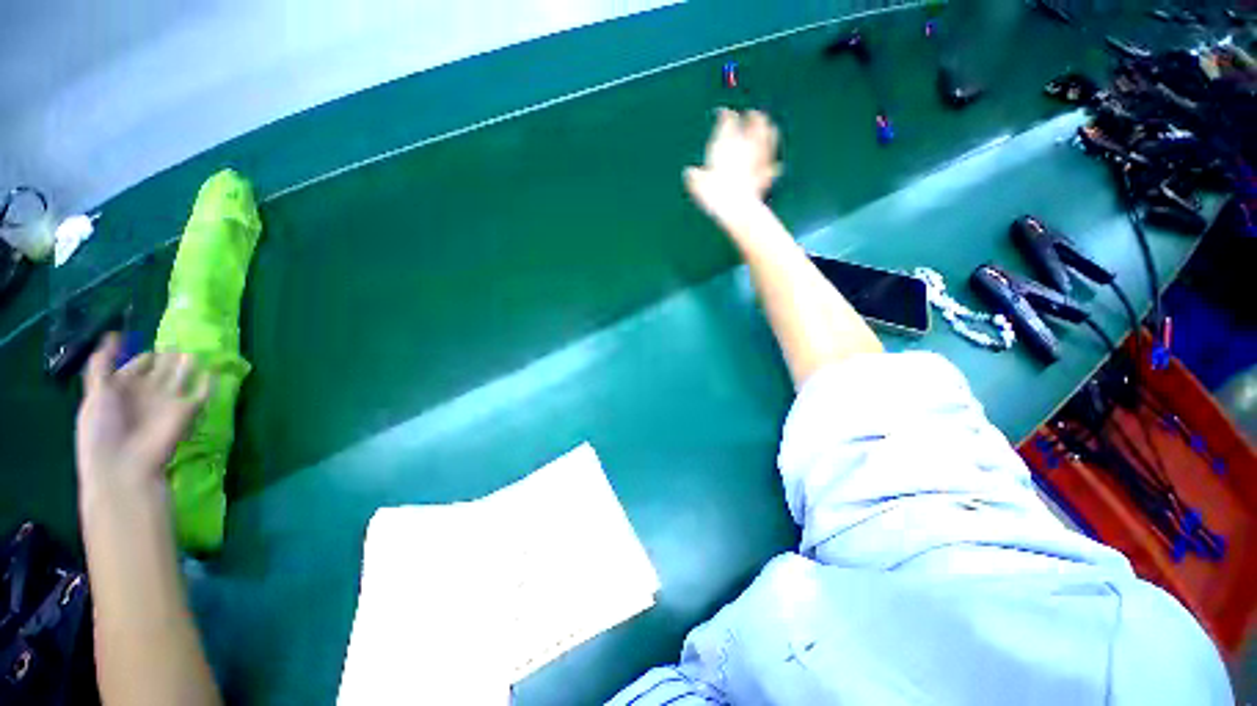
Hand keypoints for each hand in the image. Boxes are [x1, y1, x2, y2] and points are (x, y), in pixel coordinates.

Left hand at [76, 334, 210, 492]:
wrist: (125, 464)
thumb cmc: (102, 429)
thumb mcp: (95, 393)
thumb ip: (102, 364)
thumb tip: (113, 334)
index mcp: (121, 389)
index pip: (135, 367)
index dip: (139, 357)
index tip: (146, 341)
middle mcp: (146, 393)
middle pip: (160, 371)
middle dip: (167, 357)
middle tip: (177, 341)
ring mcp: (168, 403)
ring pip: (181, 378)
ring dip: (186, 366)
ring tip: (193, 351)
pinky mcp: (188, 411)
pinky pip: (202, 393)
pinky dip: (209, 383)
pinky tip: (214, 371)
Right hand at [684, 108, 781, 223]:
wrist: (736, 207)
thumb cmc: (714, 193)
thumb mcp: (697, 184)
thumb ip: (694, 176)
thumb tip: (689, 172)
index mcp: (726, 143)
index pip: (726, 121)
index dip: (724, 115)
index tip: (722, 112)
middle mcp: (744, 146)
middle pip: (752, 125)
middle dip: (753, 118)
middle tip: (754, 113)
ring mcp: (757, 159)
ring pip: (765, 139)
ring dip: (767, 133)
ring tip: (770, 128)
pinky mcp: (765, 175)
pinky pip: (771, 165)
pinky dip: (772, 164)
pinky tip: (776, 165)